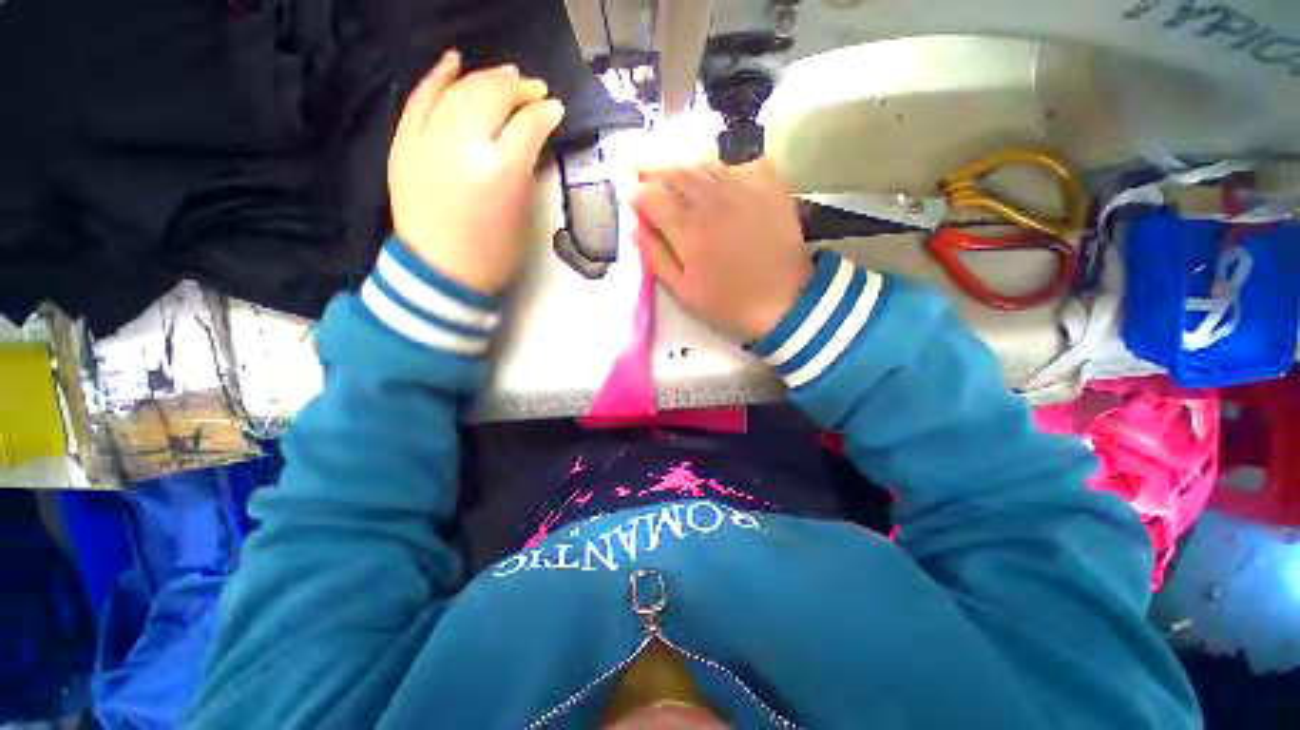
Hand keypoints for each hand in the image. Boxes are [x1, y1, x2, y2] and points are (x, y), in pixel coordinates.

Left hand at [388, 51, 564, 294]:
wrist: (439, 272)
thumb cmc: (493, 254)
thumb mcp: (523, 216)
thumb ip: (527, 173)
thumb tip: (532, 139)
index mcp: (500, 173)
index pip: (527, 126)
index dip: (545, 113)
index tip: (555, 109)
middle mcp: (462, 147)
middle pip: (492, 96)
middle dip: (518, 88)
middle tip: (533, 88)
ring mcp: (427, 141)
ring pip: (459, 91)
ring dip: (485, 78)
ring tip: (505, 75)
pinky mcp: (403, 144)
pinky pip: (419, 99)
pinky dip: (437, 76)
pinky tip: (454, 61)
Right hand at [634, 158, 811, 341]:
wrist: (783, 301)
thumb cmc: (727, 302)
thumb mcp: (683, 291)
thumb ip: (656, 257)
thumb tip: (637, 226)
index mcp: (688, 229)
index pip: (652, 195)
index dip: (638, 193)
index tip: (636, 199)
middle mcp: (712, 200)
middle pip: (676, 170)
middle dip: (658, 171)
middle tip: (654, 180)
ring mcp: (743, 188)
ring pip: (706, 160)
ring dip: (688, 165)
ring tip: (685, 178)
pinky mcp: (770, 186)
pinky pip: (742, 159)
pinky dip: (726, 162)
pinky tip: (721, 176)